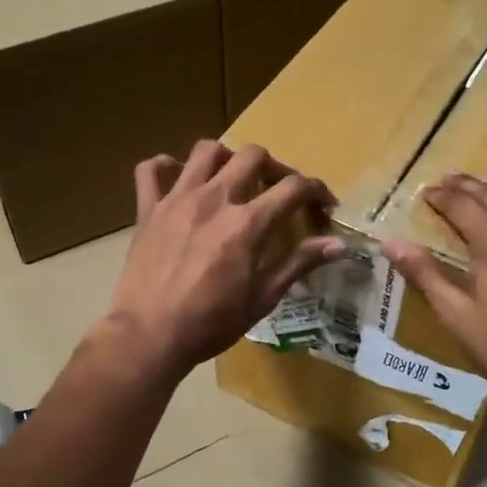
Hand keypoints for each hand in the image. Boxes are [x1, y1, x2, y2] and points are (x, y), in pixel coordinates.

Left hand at [98, 141, 346, 382]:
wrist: (150, 335)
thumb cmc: (212, 323)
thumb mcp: (263, 297)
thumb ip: (299, 263)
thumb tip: (339, 244)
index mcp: (247, 223)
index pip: (293, 188)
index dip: (316, 190)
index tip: (323, 204)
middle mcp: (215, 199)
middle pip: (252, 155)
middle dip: (274, 167)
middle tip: (277, 190)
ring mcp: (177, 199)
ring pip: (206, 151)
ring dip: (225, 158)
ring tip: (231, 180)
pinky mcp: (148, 209)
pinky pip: (151, 170)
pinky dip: (165, 167)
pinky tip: (177, 180)